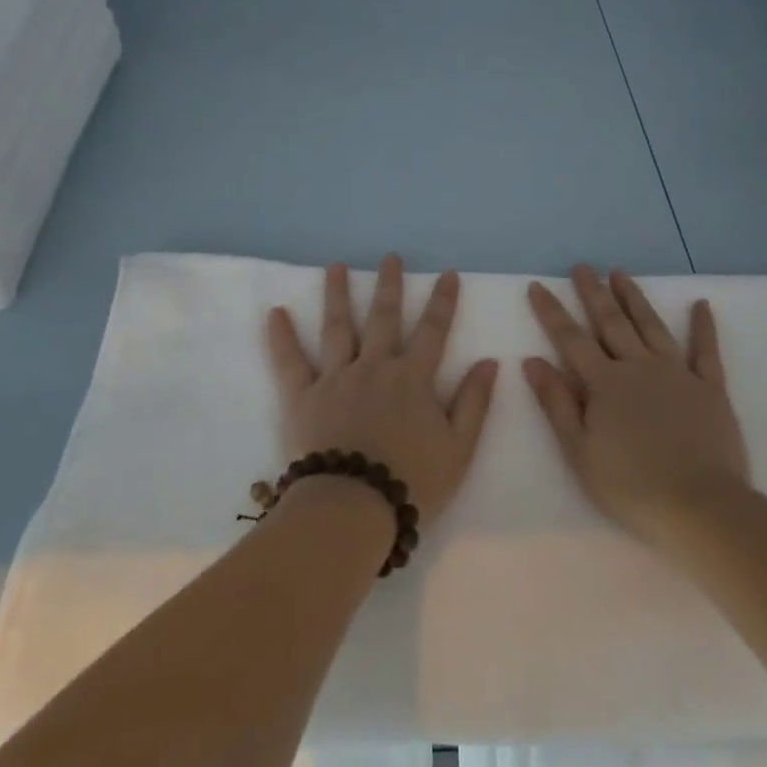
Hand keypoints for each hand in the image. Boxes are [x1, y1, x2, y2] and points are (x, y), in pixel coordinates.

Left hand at [266, 255, 498, 525]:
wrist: (352, 509)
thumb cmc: (411, 482)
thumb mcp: (458, 449)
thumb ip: (474, 403)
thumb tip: (490, 361)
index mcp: (411, 379)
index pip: (433, 331)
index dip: (443, 302)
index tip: (448, 274)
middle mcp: (374, 367)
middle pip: (383, 318)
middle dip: (389, 285)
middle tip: (389, 257)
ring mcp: (335, 378)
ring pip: (337, 327)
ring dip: (337, 294)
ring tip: (335, 267)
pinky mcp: (303, 396)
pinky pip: (289, 361)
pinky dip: (281, 336)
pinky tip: (275, 312)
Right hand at [525, 264, 749, 545]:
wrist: (701, 506)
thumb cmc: (631, 486)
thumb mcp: (579, 451)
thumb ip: (557, 403)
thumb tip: (532, 361)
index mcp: (604, 383)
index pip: (570, 339)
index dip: (551, 312)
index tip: (537, 285)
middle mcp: (638, 367)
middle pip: (611, 322)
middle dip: (593, 293)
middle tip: (582, 267)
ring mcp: (677, 374)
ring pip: (651, 326)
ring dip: (634, 298)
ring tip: (620, 273)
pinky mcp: (710, 389)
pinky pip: (706, 351)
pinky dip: (703, 327)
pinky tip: (701, 304)